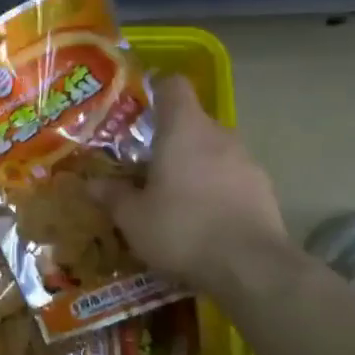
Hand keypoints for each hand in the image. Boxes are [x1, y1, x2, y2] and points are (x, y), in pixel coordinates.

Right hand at [92, 74, 287, 292]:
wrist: (250, 268)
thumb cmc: (181, 229)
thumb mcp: (133, 217)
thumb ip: (111, 195)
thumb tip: (90, 183)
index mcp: (183, 130)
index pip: (173, 86)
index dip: (154, 89)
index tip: (136, 106)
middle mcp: (219, 136)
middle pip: (191, 121)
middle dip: (168, 138)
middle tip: (142, 163)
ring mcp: (247, 161)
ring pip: (212, 151)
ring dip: (192, 165)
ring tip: (170, 195)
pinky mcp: (263, 189)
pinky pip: (230, 177)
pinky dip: (213, 187)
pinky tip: (199, 217)